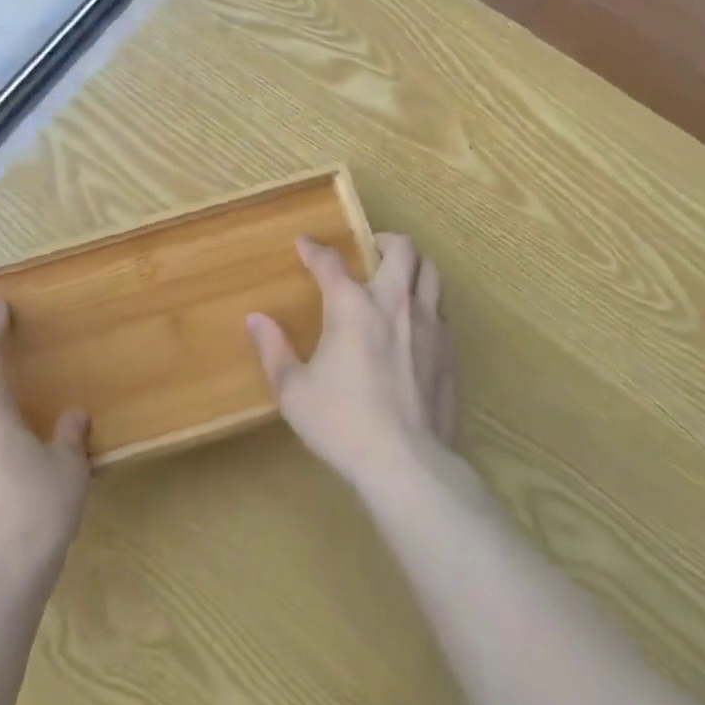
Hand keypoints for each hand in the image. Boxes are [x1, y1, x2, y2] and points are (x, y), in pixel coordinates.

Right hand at [247, 232, 456, 491]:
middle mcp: (393, 303)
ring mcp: (428, 326)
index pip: (330, 262)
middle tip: (369, 250)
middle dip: (384, 240)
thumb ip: (273, 350)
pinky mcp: (449, 352)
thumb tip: (256, 319)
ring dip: (413, 267)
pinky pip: (442, 311)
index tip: (304, 244)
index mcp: (351, 306)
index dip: (313, 249)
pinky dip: (427, 304)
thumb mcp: (293, 391)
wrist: (408, 464)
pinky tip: (414, 325)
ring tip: (398, 278)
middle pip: (401, 249)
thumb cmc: (342, 423)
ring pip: (430, 273)